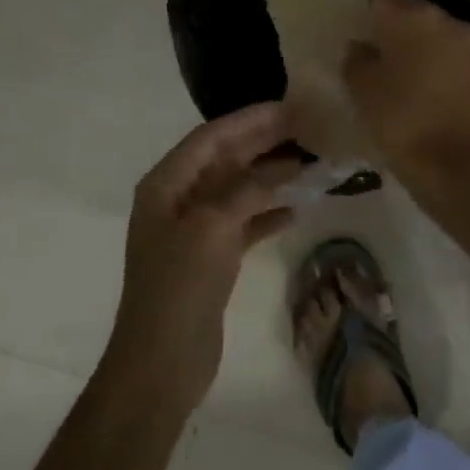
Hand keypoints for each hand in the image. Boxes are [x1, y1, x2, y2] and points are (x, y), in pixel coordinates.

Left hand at [100, 102, 300, 414]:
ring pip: (237, 191)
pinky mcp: (210, 259)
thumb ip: (246, 190)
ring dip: (269, 178)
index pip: (210, 138)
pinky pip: (242, 224)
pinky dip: (267, 214)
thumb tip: (282, 167)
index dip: (248, 120)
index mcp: (166, 185)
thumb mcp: (211, 228)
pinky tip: (296, 209)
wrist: (160, 363)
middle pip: (224, 160)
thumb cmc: (179, 288)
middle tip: (306, 127)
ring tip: (309, 164)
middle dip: (262, 143)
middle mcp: (177, 200)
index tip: (287, 106)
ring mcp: (193, 231)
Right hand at [344, 0, 469, 180]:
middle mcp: (443, 19)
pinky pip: (449, 54)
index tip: (355, 22)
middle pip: (411, 10)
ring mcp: (466, 43)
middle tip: (374, 47)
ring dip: (417, 43)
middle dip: (393, 25)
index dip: (365, 5)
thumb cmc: (397, 117)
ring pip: (433, 32)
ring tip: (398, 68)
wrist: (449, 161)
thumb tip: (362, 46)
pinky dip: (434, 61)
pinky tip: (421, 83)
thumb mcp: (360, 86)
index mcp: (410, 15)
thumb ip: (356, 57)